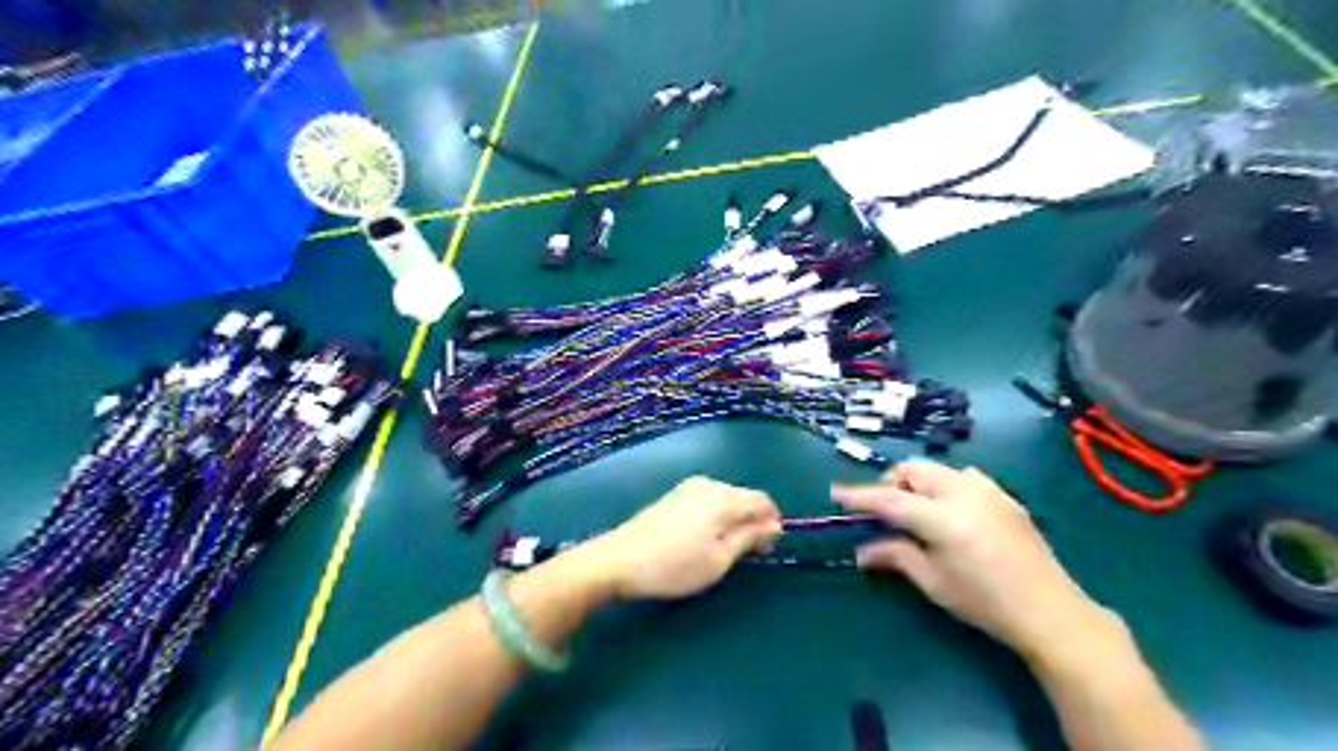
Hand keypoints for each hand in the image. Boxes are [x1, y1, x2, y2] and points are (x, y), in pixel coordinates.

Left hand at [579, 480, 784, 602]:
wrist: (619, 561)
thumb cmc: (675, 565)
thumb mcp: (720, 559)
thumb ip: (749, 538)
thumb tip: (774, 525)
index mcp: (723, 497)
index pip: (762, 500)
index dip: (771, 522)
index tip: (768, 549)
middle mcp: (708, 484)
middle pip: (743, 497)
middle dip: (752, 521)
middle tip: (749, 554)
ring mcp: (687, 488)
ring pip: (724, 499)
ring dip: (733, 519)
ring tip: (725, 550)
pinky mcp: (673, 496)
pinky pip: (706, 501)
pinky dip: (715, 517)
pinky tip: (704, 539)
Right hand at [834, 461, 1107, 658]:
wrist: (1051, 611)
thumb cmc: (985, 603)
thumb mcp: (934, 582)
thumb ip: (895, 556)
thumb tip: (861, 551)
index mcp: (942, 518)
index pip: (889, 499)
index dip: (859, 496)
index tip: (835, 494)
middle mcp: (963, 493)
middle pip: (913, 470)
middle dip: (891, 484)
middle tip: (883, 512)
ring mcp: (988, 490)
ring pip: (938, 468)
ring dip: (918, 481)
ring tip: (916, 510)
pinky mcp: (1004, 496)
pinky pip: (963, 476)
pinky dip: (945, 484)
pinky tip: (950, 510)